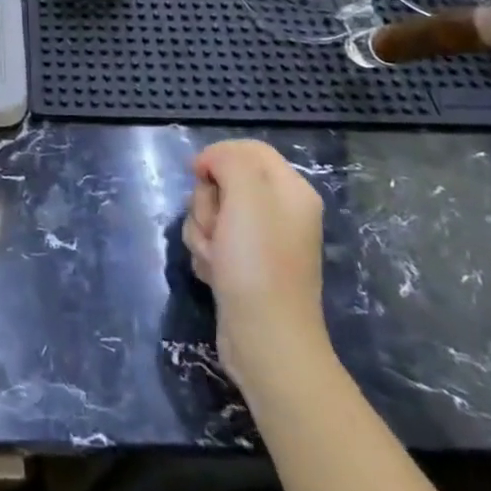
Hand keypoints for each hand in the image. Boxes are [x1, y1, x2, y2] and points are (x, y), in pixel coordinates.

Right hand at [183, 140, 329, 395]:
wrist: (266, 341)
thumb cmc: (258, 264)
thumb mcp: (247, 196)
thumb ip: (229, 161)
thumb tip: (211, 162)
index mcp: (291, 190)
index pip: (248, 149)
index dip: (217, 157)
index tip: (199, 176)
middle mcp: (279, 212)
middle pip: (224, 180)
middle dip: (207, 203)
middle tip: (217, 229)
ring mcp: (260, 241)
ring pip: (211, 212)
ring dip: (202, 231)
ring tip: (216, 258)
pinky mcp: (243, 265)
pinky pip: (211, 241)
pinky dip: (205, 254)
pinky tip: (215, 275)